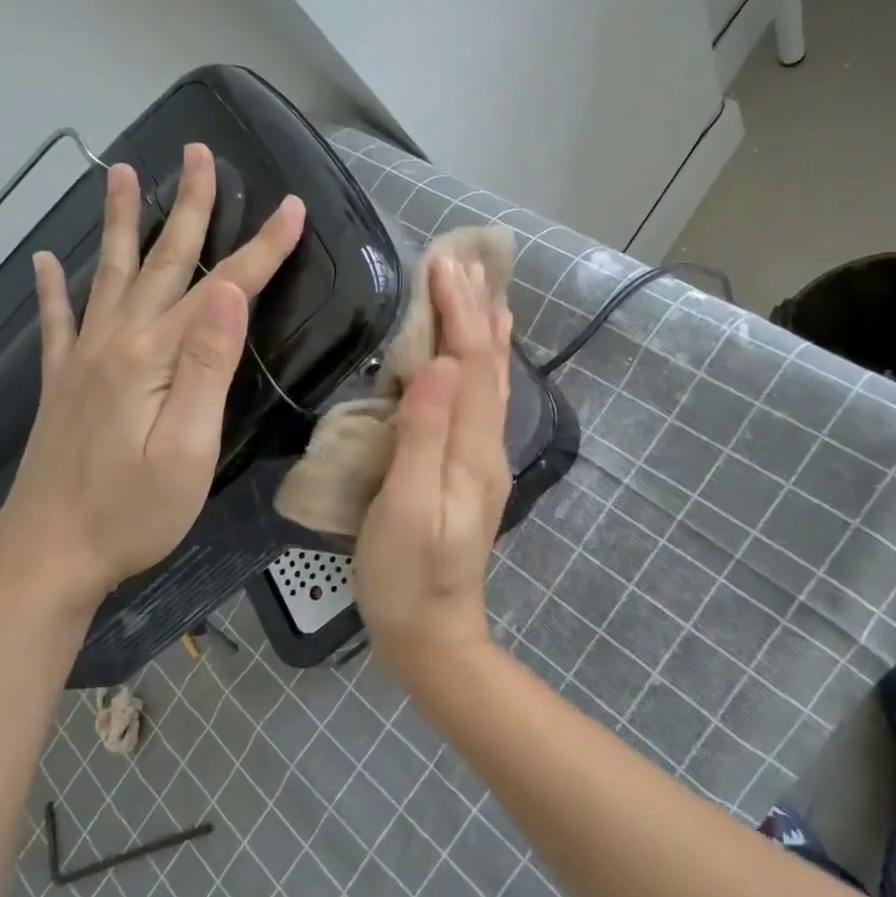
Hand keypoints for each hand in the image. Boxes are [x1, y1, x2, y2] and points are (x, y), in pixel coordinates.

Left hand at [0, 143, 304, 612]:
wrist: (49, 553)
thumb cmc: (134, 511)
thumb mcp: (190, 447)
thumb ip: (208, 366)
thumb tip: (228, 292)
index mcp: (155, 356)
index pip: (222, 287)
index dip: (261, 247)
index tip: (292, 208)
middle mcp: (116, 341)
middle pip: (161, 261)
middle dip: (189, 207)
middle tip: (200, 153)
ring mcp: (83, 360)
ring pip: (107, 274)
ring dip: (118, 222)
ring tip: (119, 171)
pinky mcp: (62, 384)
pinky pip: (56, 322)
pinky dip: (51, 288)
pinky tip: (42, 263)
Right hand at [355, 256, 513, 659]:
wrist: (434, 634)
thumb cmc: (406, 577)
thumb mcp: (404, 508)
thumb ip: (422, 436)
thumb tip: (436, 364)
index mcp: (470, 450)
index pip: (468, 364)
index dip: (458, 312)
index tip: (443, 263)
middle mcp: (487, 447)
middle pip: (488, 366)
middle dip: (478, 311)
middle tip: (467, 261)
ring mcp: (483, 461)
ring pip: (491, 383)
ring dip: (487, 334)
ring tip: (486, 294)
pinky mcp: (471, 472)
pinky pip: (482, 404)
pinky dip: (482, 368)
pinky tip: (475, 361)